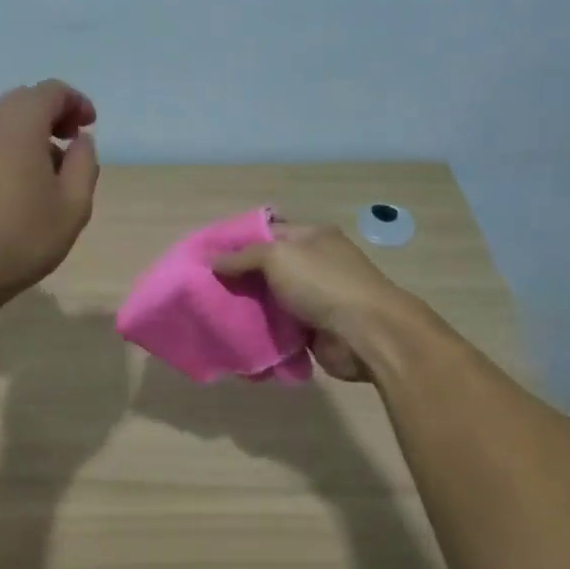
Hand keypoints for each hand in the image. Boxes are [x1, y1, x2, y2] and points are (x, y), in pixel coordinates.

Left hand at [0, 80, 98, 308]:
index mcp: (19, 126)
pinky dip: (4, 150)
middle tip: (70, 141)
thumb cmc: (25, 238)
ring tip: (45, 168)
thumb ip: (84, 163)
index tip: (89, 126)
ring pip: (0, 122)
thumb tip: (80, 141)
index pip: (51, 91)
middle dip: (51, 113)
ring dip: (27, 133)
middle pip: (22, 101)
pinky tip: (13, 185)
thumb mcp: (74, 205)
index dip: (75, 102)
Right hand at [210, 223, 409, 380]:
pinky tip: (236, 337)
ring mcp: (315, 298)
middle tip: (204, 288)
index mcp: (312, 237)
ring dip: (247, 308)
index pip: (268, 230)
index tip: (206, 255)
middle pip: (267, 268)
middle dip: (238, 278)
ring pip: (271, 300)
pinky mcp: (313, 329)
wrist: (366, 334)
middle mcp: (315, 264)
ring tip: (213, 314)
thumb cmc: (323, 284)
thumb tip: (212, 261)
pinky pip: (280, 329)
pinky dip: (262, 334)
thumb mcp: (278, 257)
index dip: (237, 241)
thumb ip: (243, 257)